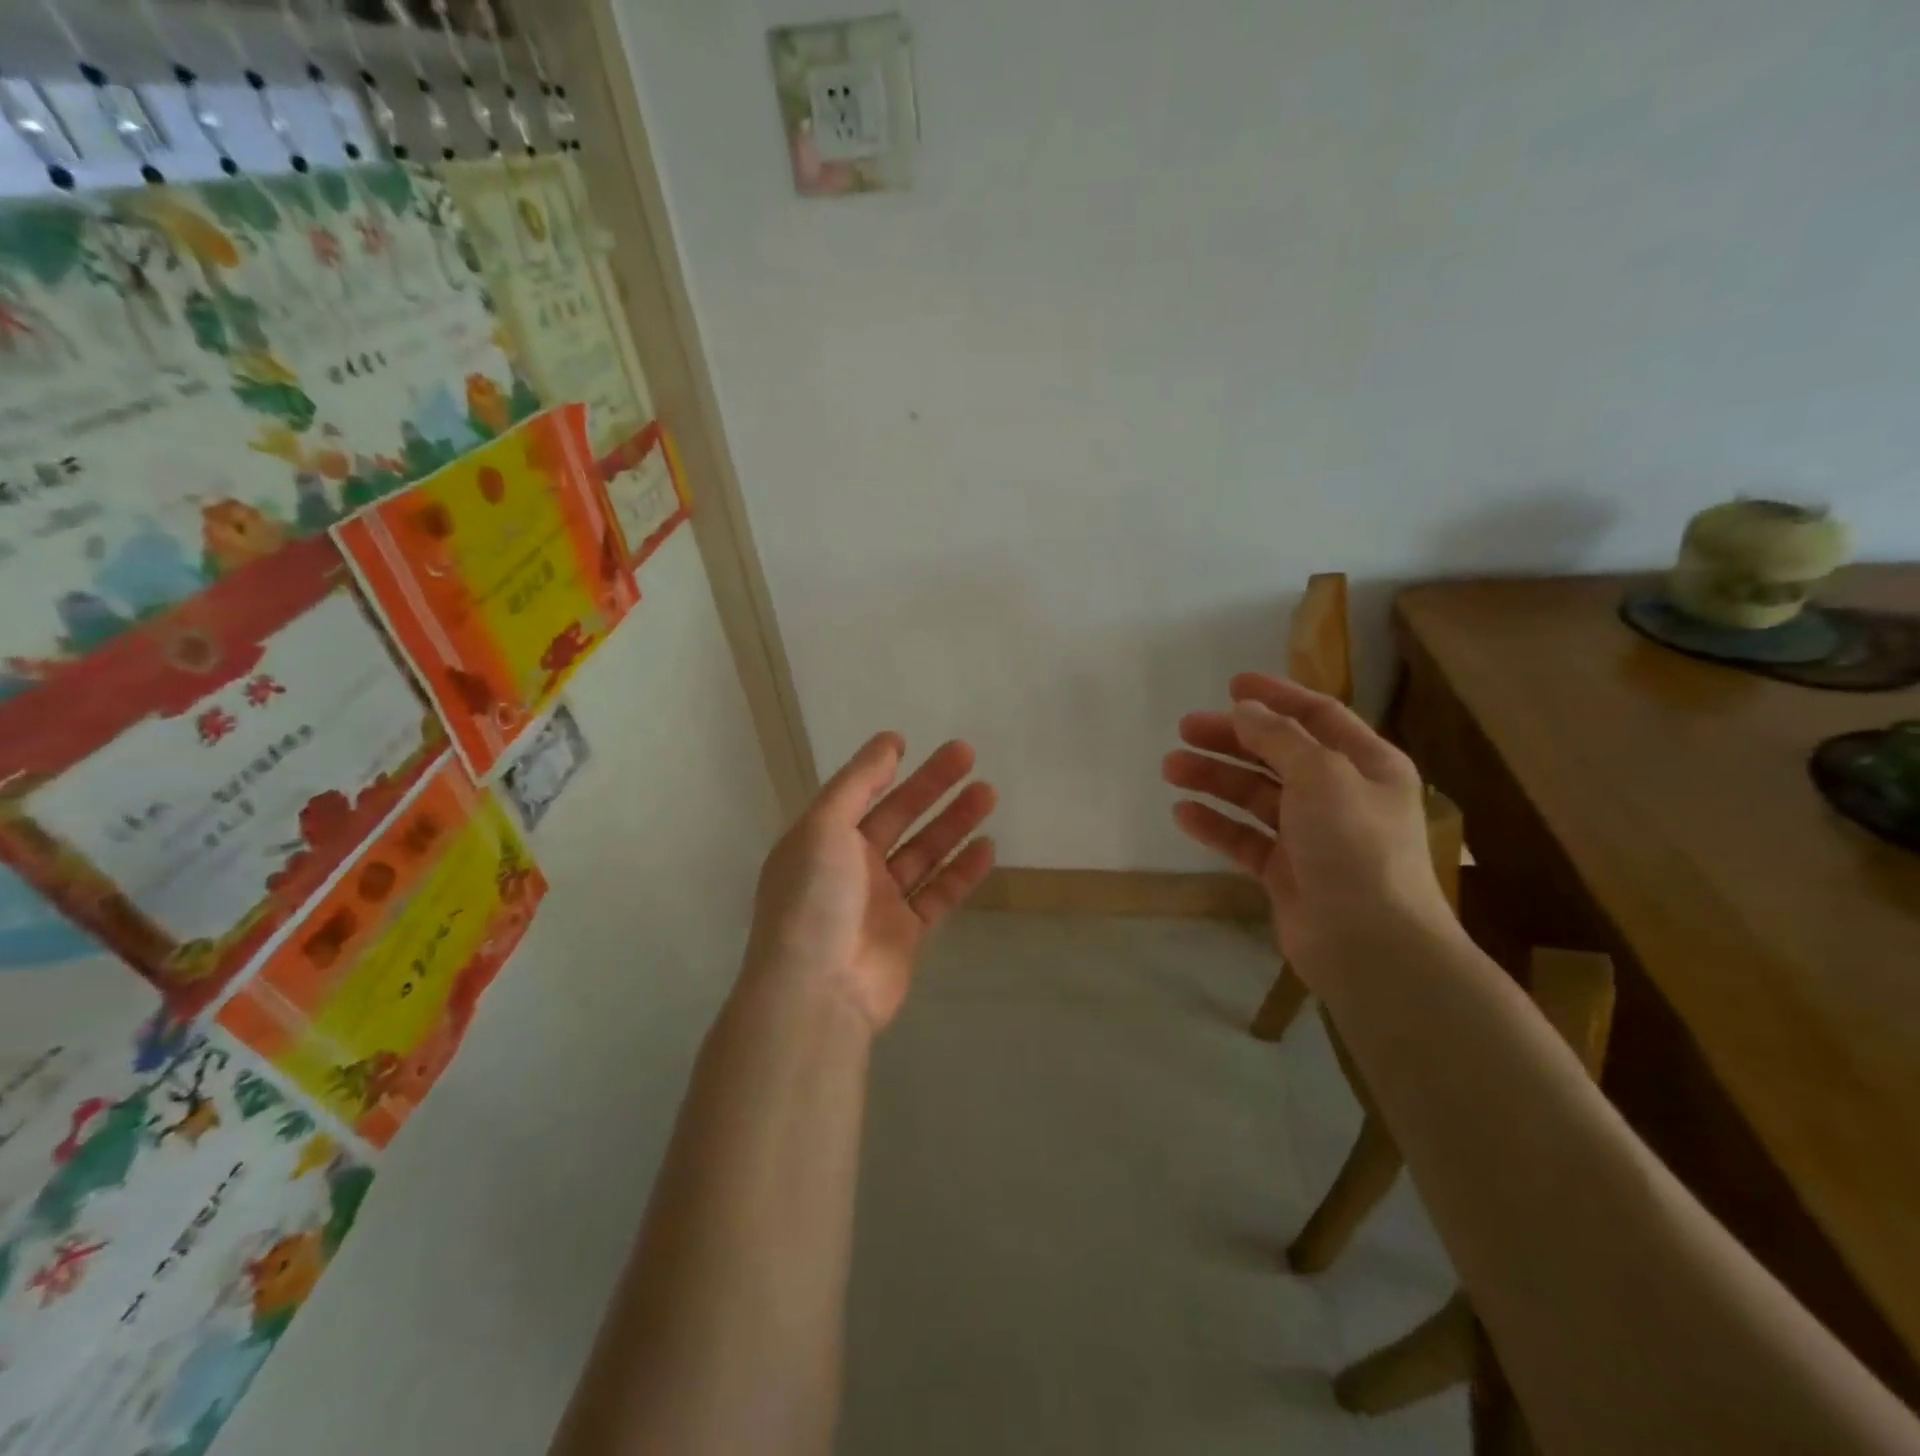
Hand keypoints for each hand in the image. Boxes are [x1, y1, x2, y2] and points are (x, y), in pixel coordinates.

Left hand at [746, 734, 997, 1030]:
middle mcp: (850, 866)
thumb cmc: (814, 899)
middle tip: (968, 755)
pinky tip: (988, 846)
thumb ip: (858, 783)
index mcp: (822, 839)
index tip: (910, 742)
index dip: (882, 768)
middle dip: (932, 786)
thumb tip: (888, 743)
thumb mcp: (824, 827)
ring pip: (924, 852)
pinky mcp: (907, 933)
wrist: (817, 991)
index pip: (858, 794)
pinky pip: (939, 893)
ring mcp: (880, 901)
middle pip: (898, 816)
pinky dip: (963, 870)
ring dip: (954, 822)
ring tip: (987, 793)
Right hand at [1162, 674, 1449, 970]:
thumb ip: (1279, 737)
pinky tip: (1183, 814)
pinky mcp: (1286, 873)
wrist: (1369, 945)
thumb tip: (1245, 710)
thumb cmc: (1354, 845)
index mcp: (1366, 765)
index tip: (1230, 685)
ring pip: (1255, 795)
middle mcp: (1341, 796)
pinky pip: (1245, 838)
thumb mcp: (1322, 775)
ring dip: (1215, 778)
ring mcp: (1312, 836)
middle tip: (1185, 729)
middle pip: (1278, 754)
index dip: (1275, 696)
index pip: (1318, 716)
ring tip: (1170, 767)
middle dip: (1231, 739)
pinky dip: (1216, 824)